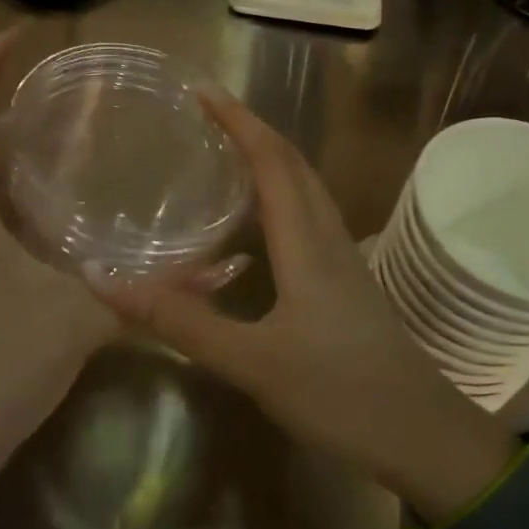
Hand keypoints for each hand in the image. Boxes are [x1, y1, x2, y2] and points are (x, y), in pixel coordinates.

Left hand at [0, 29, 118, 511]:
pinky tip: (67, 199)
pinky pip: (0, 215)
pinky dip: (27, 191)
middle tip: (55, 72)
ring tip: (63, 119)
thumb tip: (224, 263)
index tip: (16, 34)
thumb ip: (155, 293)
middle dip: (2, 97)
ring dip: (15, 143)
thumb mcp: (84, 320)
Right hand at [89, 91, 519, 524]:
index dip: (238, 120)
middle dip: (252, 130)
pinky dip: (281, 196)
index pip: (271, 160)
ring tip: (227, 155)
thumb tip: (106, 282)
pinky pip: (310, 218)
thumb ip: (182, 322)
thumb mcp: (253, 363)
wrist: (422, 436)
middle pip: (293, 164)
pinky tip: (259, 224)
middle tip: (206, 116)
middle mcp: (328, 237)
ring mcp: (344, 260)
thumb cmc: (340, 393)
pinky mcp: (348, 283)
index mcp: (307, 242)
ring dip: (270, 160)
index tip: (201, 91)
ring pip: (306, 189)